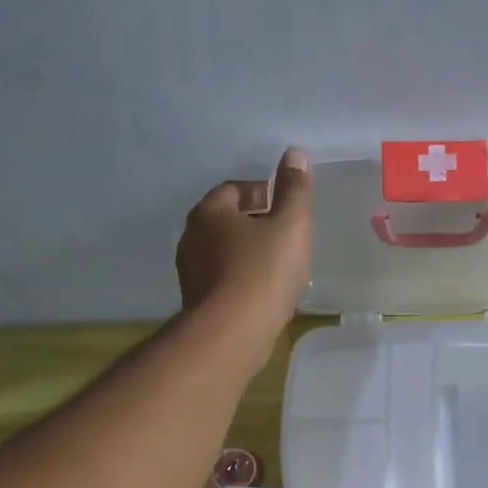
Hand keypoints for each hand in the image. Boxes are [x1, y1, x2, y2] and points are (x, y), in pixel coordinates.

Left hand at [177, 148, 313, 341]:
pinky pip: (225, 280)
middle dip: (258, 225)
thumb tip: (294, 155)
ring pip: (227, 252)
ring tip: (281, 268)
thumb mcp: (291, 224)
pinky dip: (245, 280)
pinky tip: (267, 294)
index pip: (236, 189)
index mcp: (210, 211)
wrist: (232, 333)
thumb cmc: (263, 271)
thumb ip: (295, 189)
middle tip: (289, 238)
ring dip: (251, 255)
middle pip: (229, 221)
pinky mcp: (198, 302)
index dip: (265, 194)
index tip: (289, 210)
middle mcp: (192, 237)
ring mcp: (191, 272)